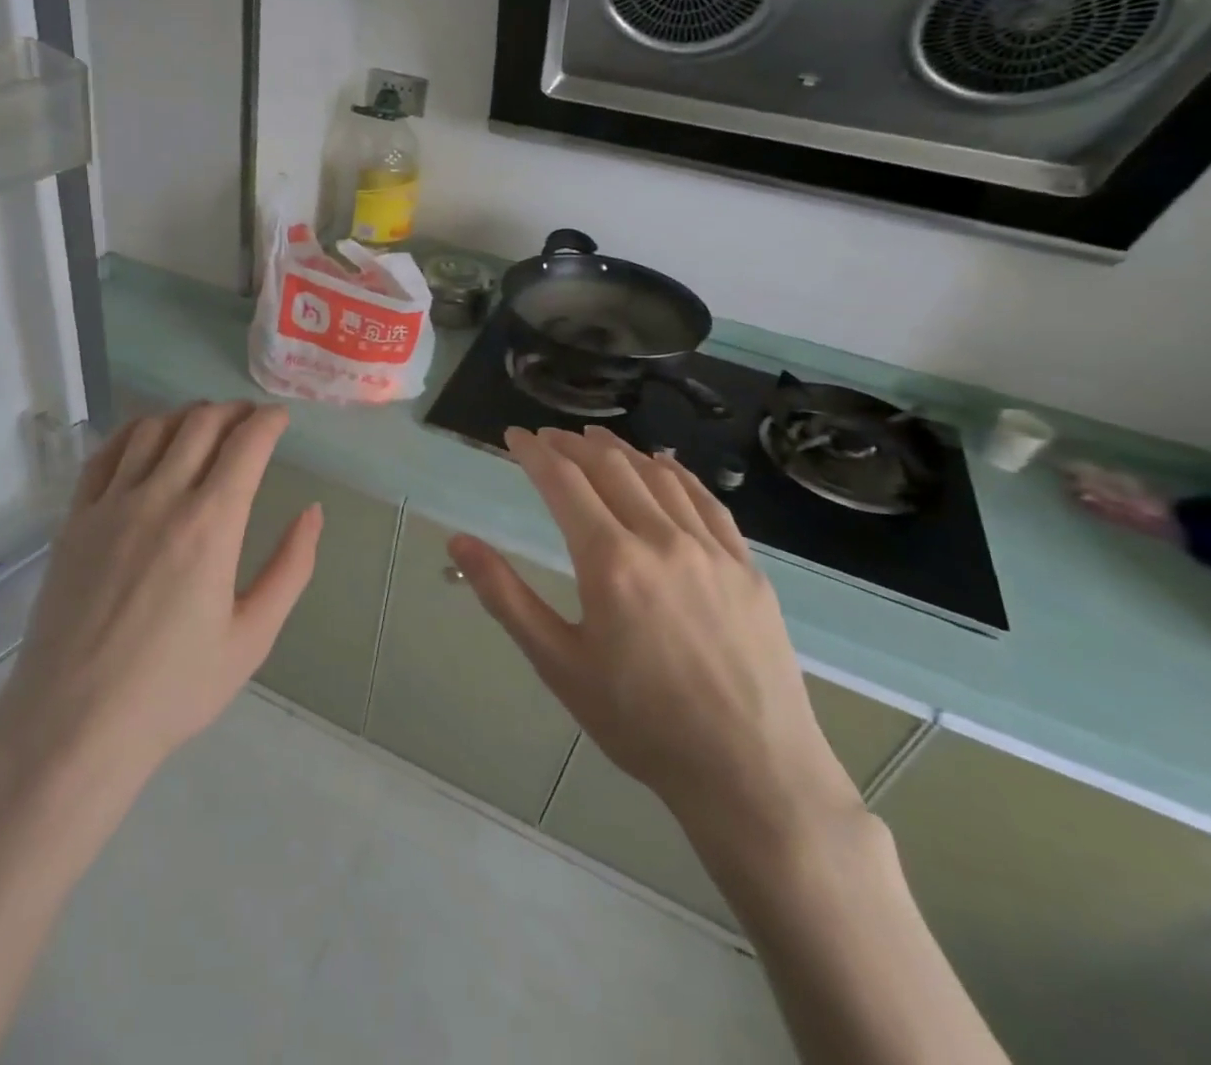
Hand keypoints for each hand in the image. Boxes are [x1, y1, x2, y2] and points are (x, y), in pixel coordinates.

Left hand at [0, 402, 322, 793]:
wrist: (74, 724)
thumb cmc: (173, 689)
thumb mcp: (252, 637)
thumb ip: (290, 568)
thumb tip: (312, 512)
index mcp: (211, 526)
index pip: (246, 445)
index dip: (268, 422)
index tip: (280, 418)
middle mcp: (160, 499)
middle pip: (201, 425)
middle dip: (232, 412)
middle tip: (249, 419)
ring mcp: (111, 505)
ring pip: (153, 429)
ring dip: (186, 416)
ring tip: (204, 424)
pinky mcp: (75, 518)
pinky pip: (106, 454)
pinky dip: (134, 431)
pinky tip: (147, 436)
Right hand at [450, 425, 861, 848]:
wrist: (752, 774)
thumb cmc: (639, 722)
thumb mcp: (557, 662)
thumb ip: (504, 595)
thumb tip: (458, 543)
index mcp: (609, 560)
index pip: (562, 482)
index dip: (533, 452)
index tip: (513, 436)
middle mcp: (660, 539)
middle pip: (609, 467)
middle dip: (571, 443)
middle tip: (546, 436)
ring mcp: (711, 550)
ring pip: (658, 476)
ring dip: (620, 449)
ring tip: (594, 438)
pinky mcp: (746, 567)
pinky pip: (707, 501)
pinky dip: (677, 473)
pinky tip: (664, 464)